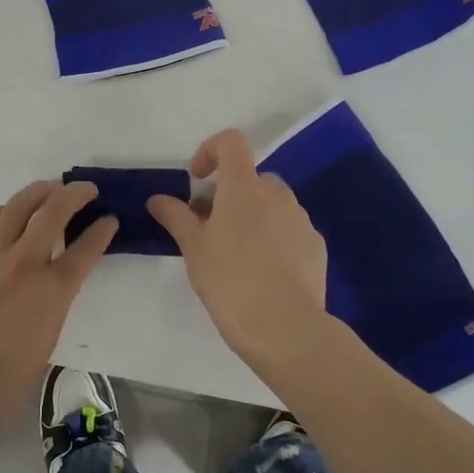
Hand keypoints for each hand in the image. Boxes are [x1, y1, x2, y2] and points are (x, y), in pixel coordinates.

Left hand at [0, 179, 116, 429]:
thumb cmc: (7, 377)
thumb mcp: (48, 337)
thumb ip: (56, 300)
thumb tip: (55, 280)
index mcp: (53, 290)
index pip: (86, 248)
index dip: (102, 230)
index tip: (109, 219)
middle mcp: (24, 263)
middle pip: (53, 213)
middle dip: (74, 194)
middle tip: (86, 190)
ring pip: (17, 207)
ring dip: (38, 191)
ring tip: (51, 186)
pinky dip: (1, 211)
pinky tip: (7, 211)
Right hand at [147, 130, 330, 376]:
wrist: (286, 329)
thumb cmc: (231, 282)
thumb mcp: (193, 249)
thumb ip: (175, 216)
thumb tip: (158, 199)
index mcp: (244, 188)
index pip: (231, 143)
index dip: (210, 150)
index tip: (196, 180)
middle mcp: (276, 195)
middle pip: (249, 177)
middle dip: (227, 193)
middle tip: (207, 227)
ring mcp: (300, 220)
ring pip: (271, 203)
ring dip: (251, 214)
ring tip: (234, 253)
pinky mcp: (316, 246)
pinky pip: (289, 228)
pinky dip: (272, 236)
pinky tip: (262, 271)